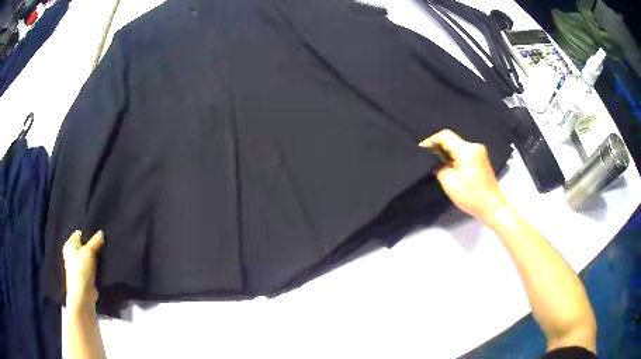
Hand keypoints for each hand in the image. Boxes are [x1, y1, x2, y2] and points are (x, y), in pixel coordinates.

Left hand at [62, 231, 103, 310]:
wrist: (83, 294)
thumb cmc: (82, 269)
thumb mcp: (89, 251)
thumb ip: (95, 241)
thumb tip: (101, 233)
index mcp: (70, 245)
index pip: (80, 234)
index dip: (89, 234)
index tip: (100, 237)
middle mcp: (72, 254)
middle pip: (84, 246)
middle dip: (93, 246)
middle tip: (104, 245)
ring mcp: (78, 266)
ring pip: (89, 258)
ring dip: (96, 258)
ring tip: (105, 255)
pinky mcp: (85, 276)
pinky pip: (92, 268)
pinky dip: (97, 267)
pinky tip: (104, 267)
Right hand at [419, 130, 507, 221]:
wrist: (493, 207)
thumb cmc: (472, 197)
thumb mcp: (450, 184)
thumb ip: (439, 168)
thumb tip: (435, 161)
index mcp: (467, 151)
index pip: (445, 136)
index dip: (431, 141)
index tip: (421, 150)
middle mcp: (474, 146)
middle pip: (452, 139)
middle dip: (438, 147)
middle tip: (427, 158)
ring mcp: (479, 152)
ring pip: (457, 145)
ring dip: (446, 152)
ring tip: (436, 163)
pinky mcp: (481, 158)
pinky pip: (464, 151)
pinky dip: (454, 156)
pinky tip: (449, 166)